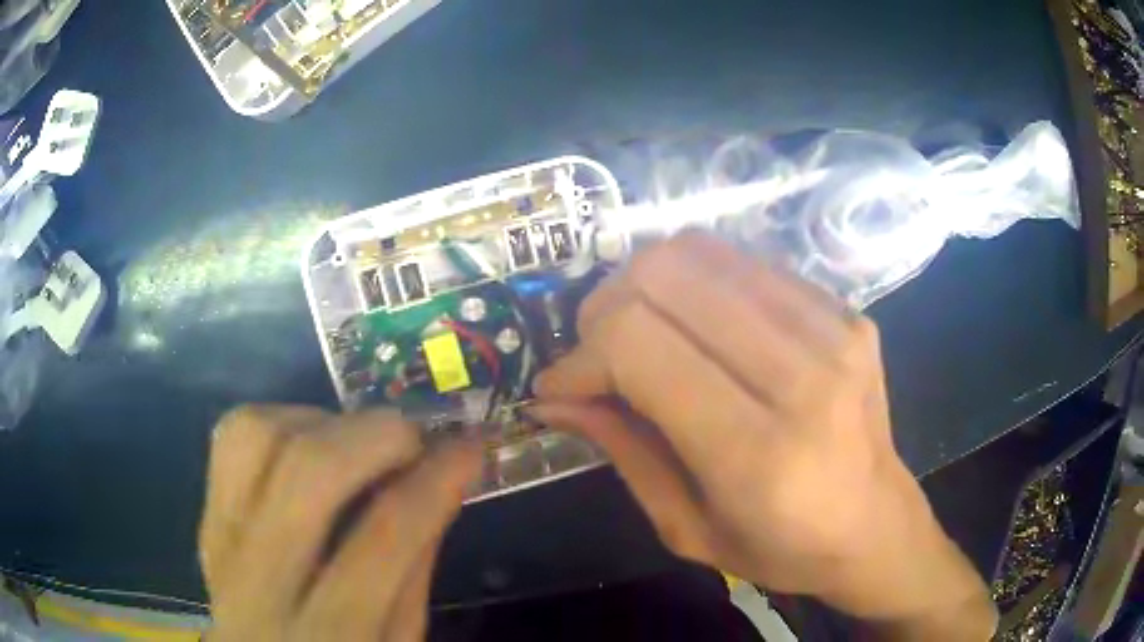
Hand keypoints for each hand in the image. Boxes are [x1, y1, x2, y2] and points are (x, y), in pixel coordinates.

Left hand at [199, 405, 480, 641]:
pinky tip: (309, 444)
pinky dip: (278, 421)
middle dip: (374, 435)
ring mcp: (221, 541)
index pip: (385, 538)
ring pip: (255, 436)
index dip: (435, 480)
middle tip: (412, 438)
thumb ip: (414, 570)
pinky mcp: (205, 516)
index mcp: (331, 634)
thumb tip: (439, 482)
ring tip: (357, 442)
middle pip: (306, 471)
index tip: (470, 446)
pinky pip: (230, 437)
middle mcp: (261, 582)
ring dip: (320, 420)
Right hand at [532, 232, 994, 636]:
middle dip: (605, 306)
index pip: (639, 345)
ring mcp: (834, 328)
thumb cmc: (782, 549)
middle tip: (596, 352)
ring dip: (647, 285)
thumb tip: (555, 394)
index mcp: (760, 453)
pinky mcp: (846, 309)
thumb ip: (621, 450)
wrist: (876, 525)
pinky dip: (698, 283)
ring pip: (702, 252)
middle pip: (666, 276)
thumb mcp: (686, 528)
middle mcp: (804, 375)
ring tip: (638, 331)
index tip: (561, 384)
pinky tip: (696, 324)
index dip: (581, 355)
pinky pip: (745, 262)